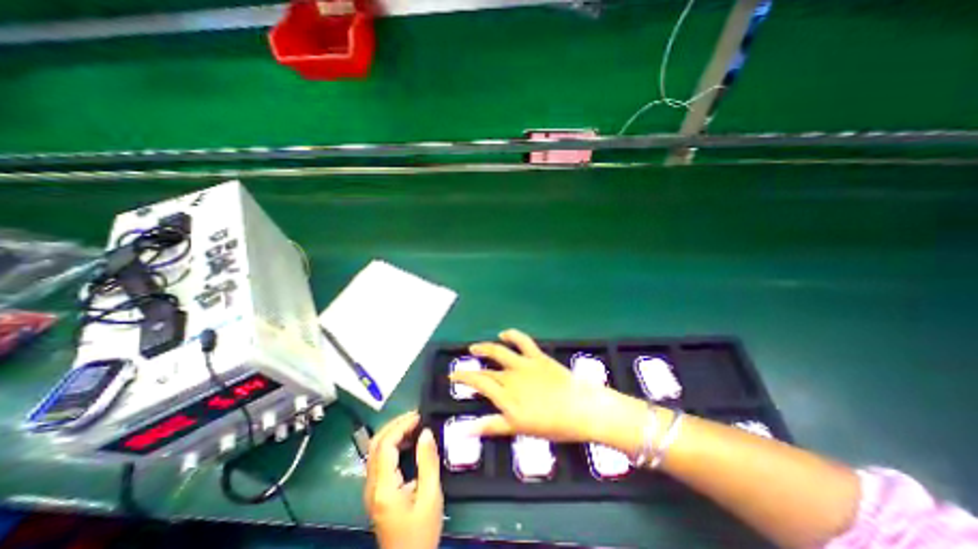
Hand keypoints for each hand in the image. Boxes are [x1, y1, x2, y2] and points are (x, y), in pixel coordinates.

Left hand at [364, 410, 446, 548]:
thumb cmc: (421, 532)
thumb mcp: (430, 496)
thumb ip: (428, 461)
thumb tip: (426, 432)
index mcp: (384, 487)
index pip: (385, 445)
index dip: (401, 426)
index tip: (419, 416)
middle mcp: (372, 486)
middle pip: (375, 444)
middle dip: (394, 425)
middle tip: (416, 416)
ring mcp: (371, 489)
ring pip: (375, 451)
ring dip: (393, 433)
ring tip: (414, 424)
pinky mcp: (376, 492)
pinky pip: (380, 460)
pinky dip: (393, 444)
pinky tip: (409, 442)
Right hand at [448, 331, 617, 441]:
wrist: (580, 409)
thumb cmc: (551, 424)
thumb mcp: (519, 428)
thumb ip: (492, 426)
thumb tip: (466, 430)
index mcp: (505, 395)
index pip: (478, 382)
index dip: (463, 378)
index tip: (452, 377)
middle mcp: (510, 376)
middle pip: (486, 370)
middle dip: (471, 370)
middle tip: (462, 370)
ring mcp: (523, 364)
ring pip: (498, 351)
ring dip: (484, 348)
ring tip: (474, 347)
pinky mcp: (537, 356)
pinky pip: (522, 341)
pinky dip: (512, 335)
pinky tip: (504, 334)